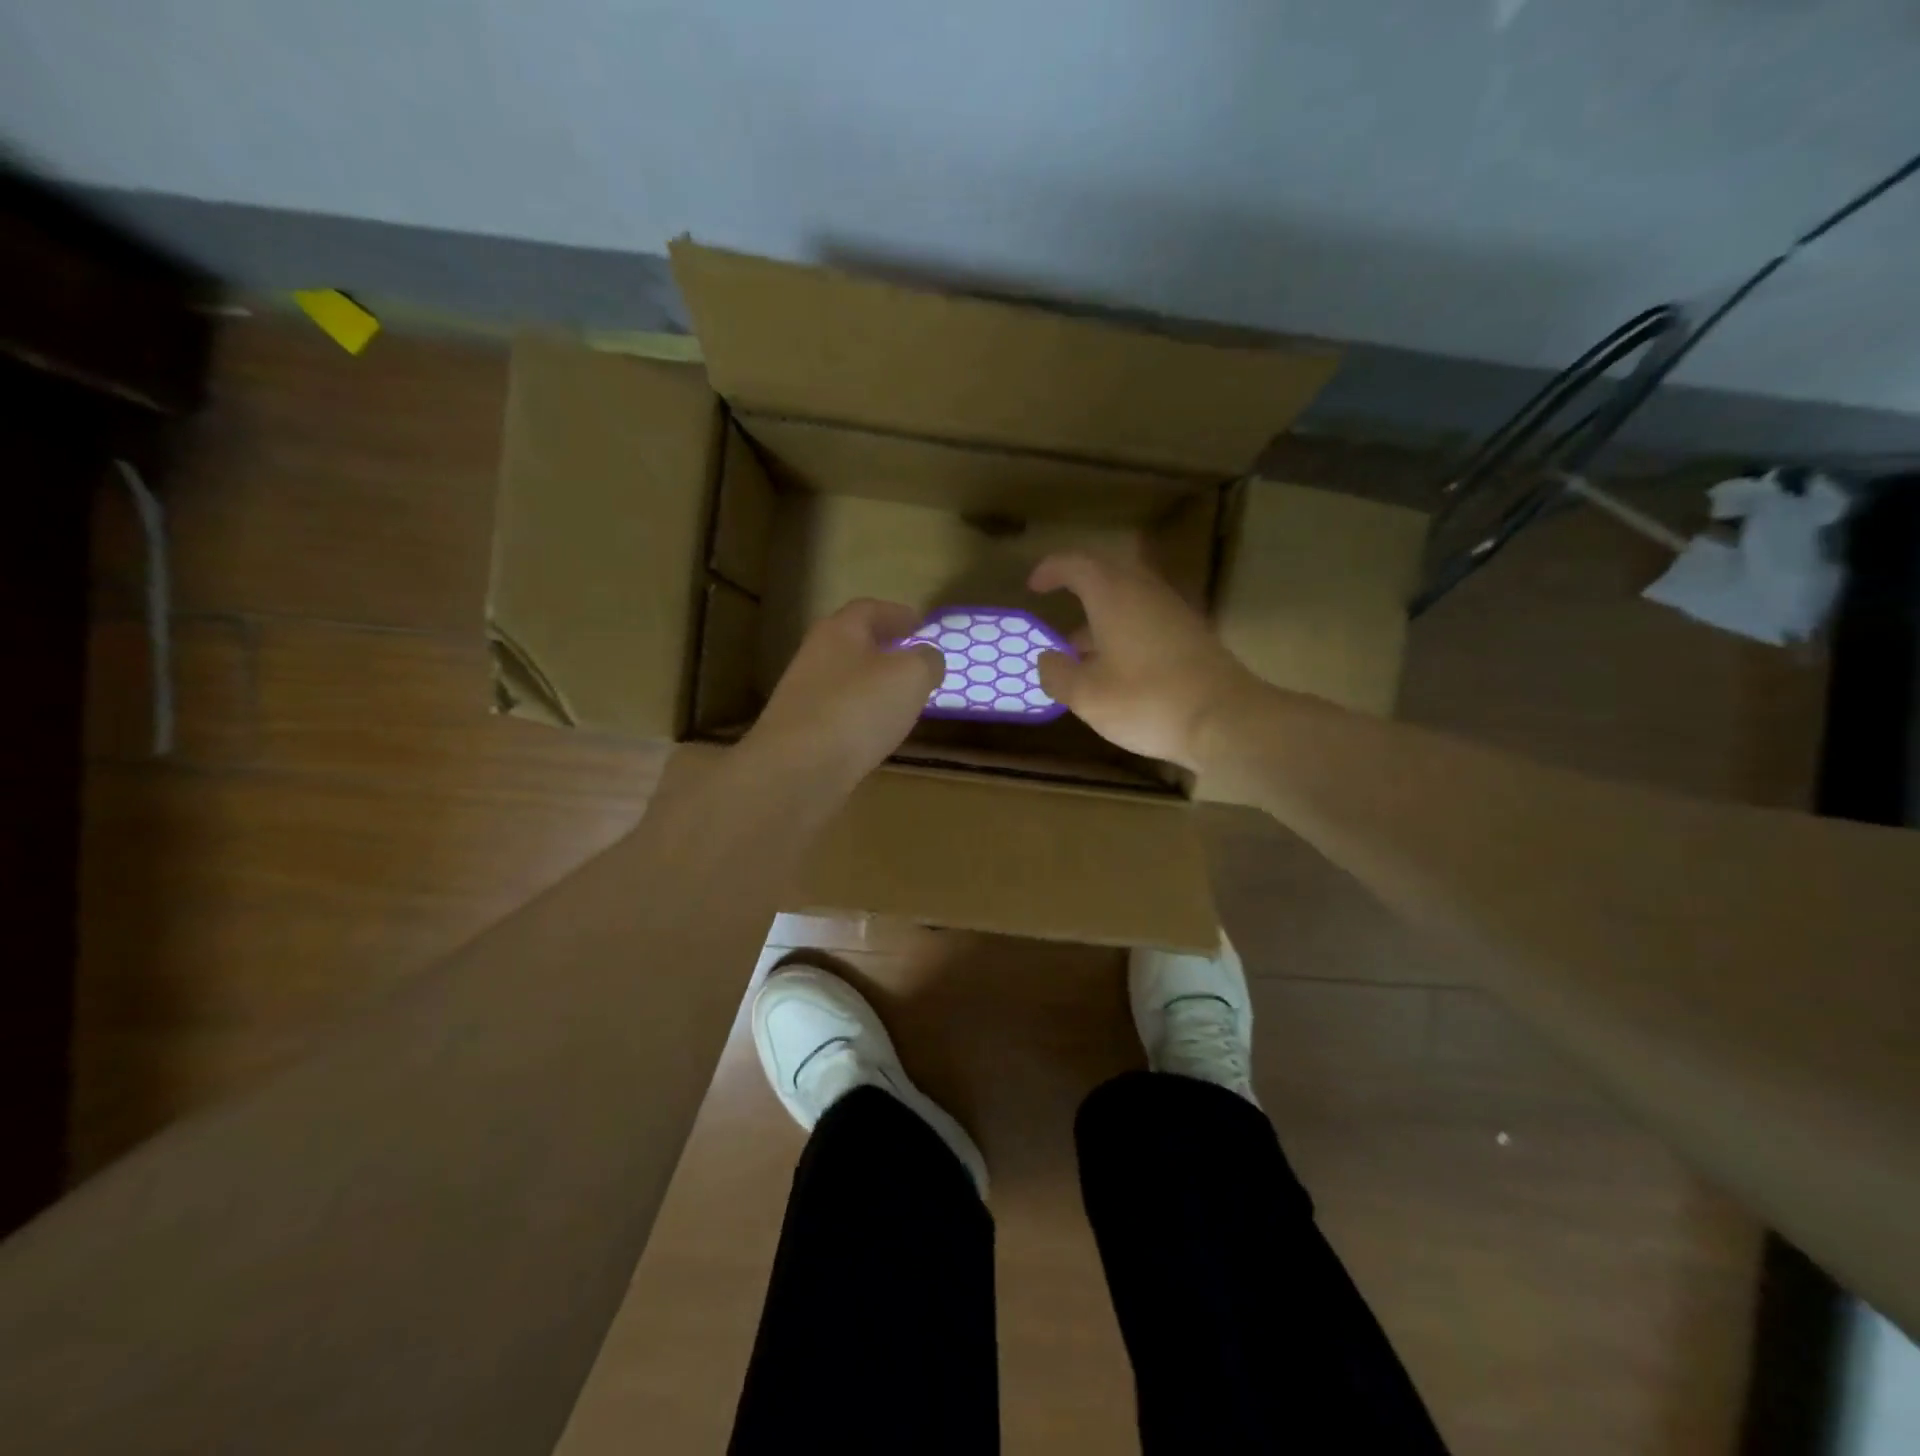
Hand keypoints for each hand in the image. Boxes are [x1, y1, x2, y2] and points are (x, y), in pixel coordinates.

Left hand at [746, 598, 941, 784]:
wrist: (798, 770)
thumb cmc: (858, 709)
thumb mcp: (911, 676)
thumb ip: (926, 660)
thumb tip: (928, 657)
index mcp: (839, 631)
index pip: (870, 609)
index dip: (898, 614)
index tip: (921, 625)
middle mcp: (815, 656)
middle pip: (854, 643)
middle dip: (885, 648)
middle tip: (914, 661)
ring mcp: (804, 696)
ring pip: (846, 680)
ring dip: (873, 684)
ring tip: (902, 699)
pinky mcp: (801, 733)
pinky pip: (839, 714)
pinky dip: (861, 716)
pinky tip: (877, 732)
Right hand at [1028, 551, 1264, 769]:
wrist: (1226, 720)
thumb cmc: (1147, 701)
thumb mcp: (1087, 695)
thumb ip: (1058, 673)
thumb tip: (1047, 659)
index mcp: (1114, 595)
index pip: (1077, 564)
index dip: (1052, 570)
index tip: (1034, 586)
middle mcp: (1145, 592)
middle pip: (1107, 575)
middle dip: (1078, 589)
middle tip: (1057, 608)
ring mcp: (1173, 612)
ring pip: (1129, 600)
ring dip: (1101, 617)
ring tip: (1078, 652)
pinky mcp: (1192, 636)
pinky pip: (1147, 620)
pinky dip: (1123, 633)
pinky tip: (1115, 669)